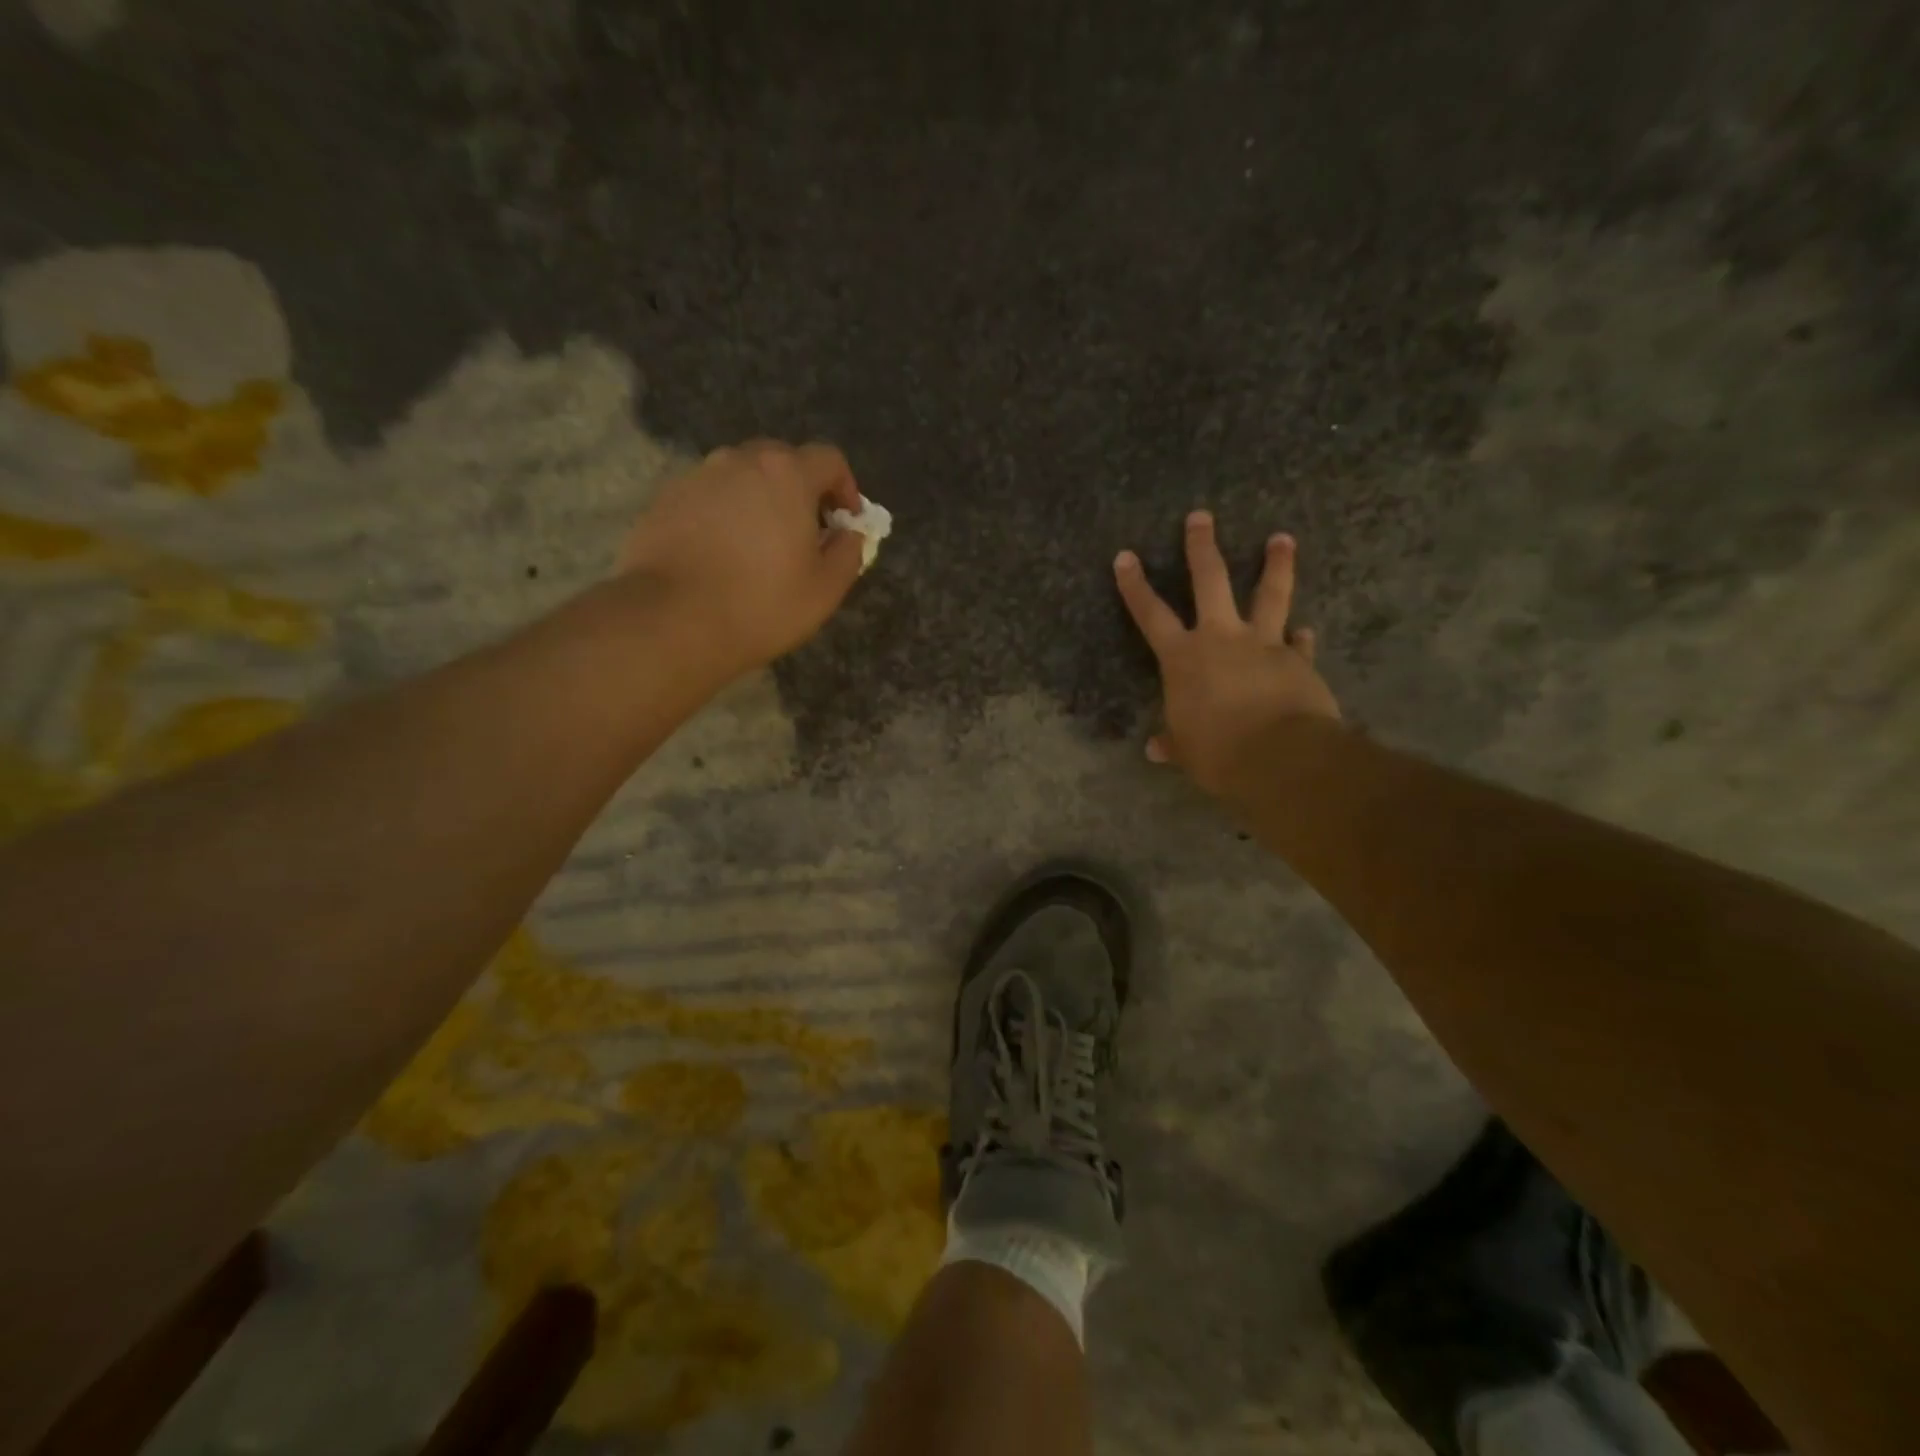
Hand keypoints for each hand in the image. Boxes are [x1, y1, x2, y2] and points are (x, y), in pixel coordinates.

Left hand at [619, 439, 867, 677]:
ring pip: (741, 477)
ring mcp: (697, 477)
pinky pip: (708, 497)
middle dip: (801, 490)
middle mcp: (739, 460)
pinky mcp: (665, 499)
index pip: (829, 459)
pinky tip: (722, 555)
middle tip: (805, 532)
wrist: (671, 620)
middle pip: (782, 460)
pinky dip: (724, 515)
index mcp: (786, 474)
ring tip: (760, 546)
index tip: (846, 522)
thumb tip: (850, 533)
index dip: (846, 488)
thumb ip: (849, 552)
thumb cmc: (761, 604)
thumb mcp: (825, 589)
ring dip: (760, 500)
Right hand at [1114, 511, 1340, 795]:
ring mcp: (1263, 644)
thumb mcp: (1187, 751)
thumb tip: (1156, 749)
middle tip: (1201, 516)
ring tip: (1283, 538)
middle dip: (1202, 547)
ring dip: (1276, 564)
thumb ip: (1173, 742)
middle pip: (1210, 581)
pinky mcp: (1297, 660)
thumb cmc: (1218, 752)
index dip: (1135, 586)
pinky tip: (1306, 630)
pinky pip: (1299, 643)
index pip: (1150, 614)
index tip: (1125, 556)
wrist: (1279, 756)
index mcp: (1182, 658)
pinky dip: (1301, 637)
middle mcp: (1220, 639)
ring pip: (1270, 594)